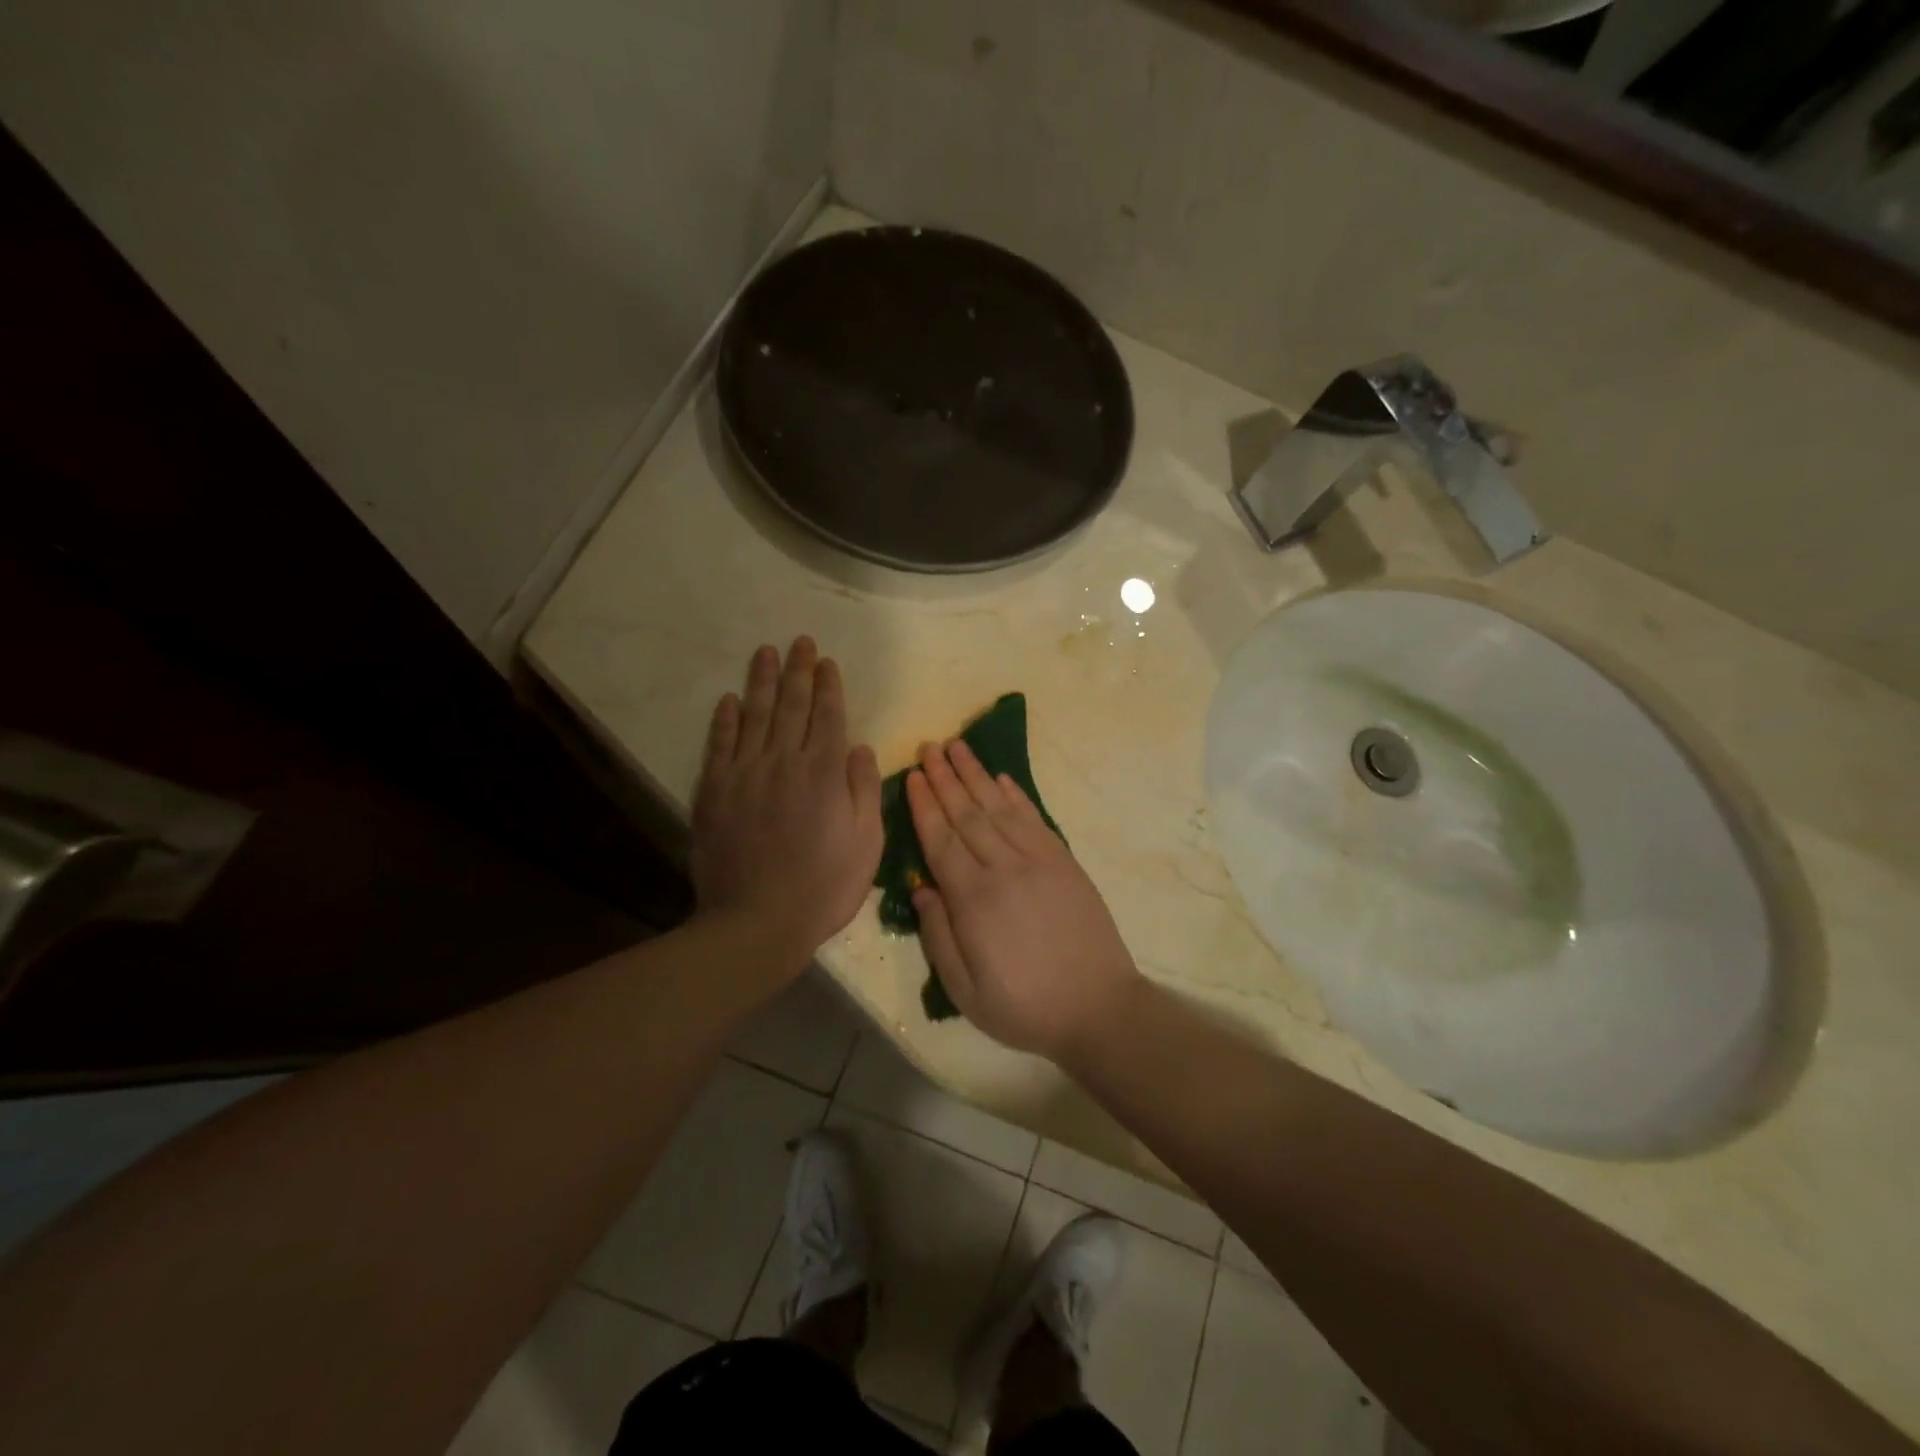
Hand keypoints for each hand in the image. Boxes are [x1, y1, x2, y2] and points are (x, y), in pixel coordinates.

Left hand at [692, 639, 883, 969]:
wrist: (756, 922)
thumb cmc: (823, 887)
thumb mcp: (866, 844)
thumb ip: (865, 790)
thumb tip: (860, 747)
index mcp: (824, 773)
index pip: (828, 716)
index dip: (828, 686)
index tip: (827, 661)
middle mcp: (783, 762)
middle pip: (791, 705)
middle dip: (798, 671)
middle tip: (799, 641)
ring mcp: (744, 774)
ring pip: (754, 715)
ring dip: (761, 681)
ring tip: (765, 652)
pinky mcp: (714, 792)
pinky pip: (720, 744)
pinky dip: (725, 719)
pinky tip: (730, 699)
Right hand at [906, 740, 1142, 1062]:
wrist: (1098, 1008)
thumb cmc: (1024, 1007)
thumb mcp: (965, 991)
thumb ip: (938, 937)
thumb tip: (922, 890)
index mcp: (974, 900)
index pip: (941, 839)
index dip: (924, 805)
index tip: (913, 775)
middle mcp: (1004, 869)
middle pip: (967, 813)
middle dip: (945, 778)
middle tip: (929, 746)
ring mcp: (1038, 861)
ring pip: (999, 808)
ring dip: (976, 774)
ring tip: (958, 746)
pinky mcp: (1064, 862)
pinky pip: (1033, 819)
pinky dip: (1015, 795)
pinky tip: (1001, 778)